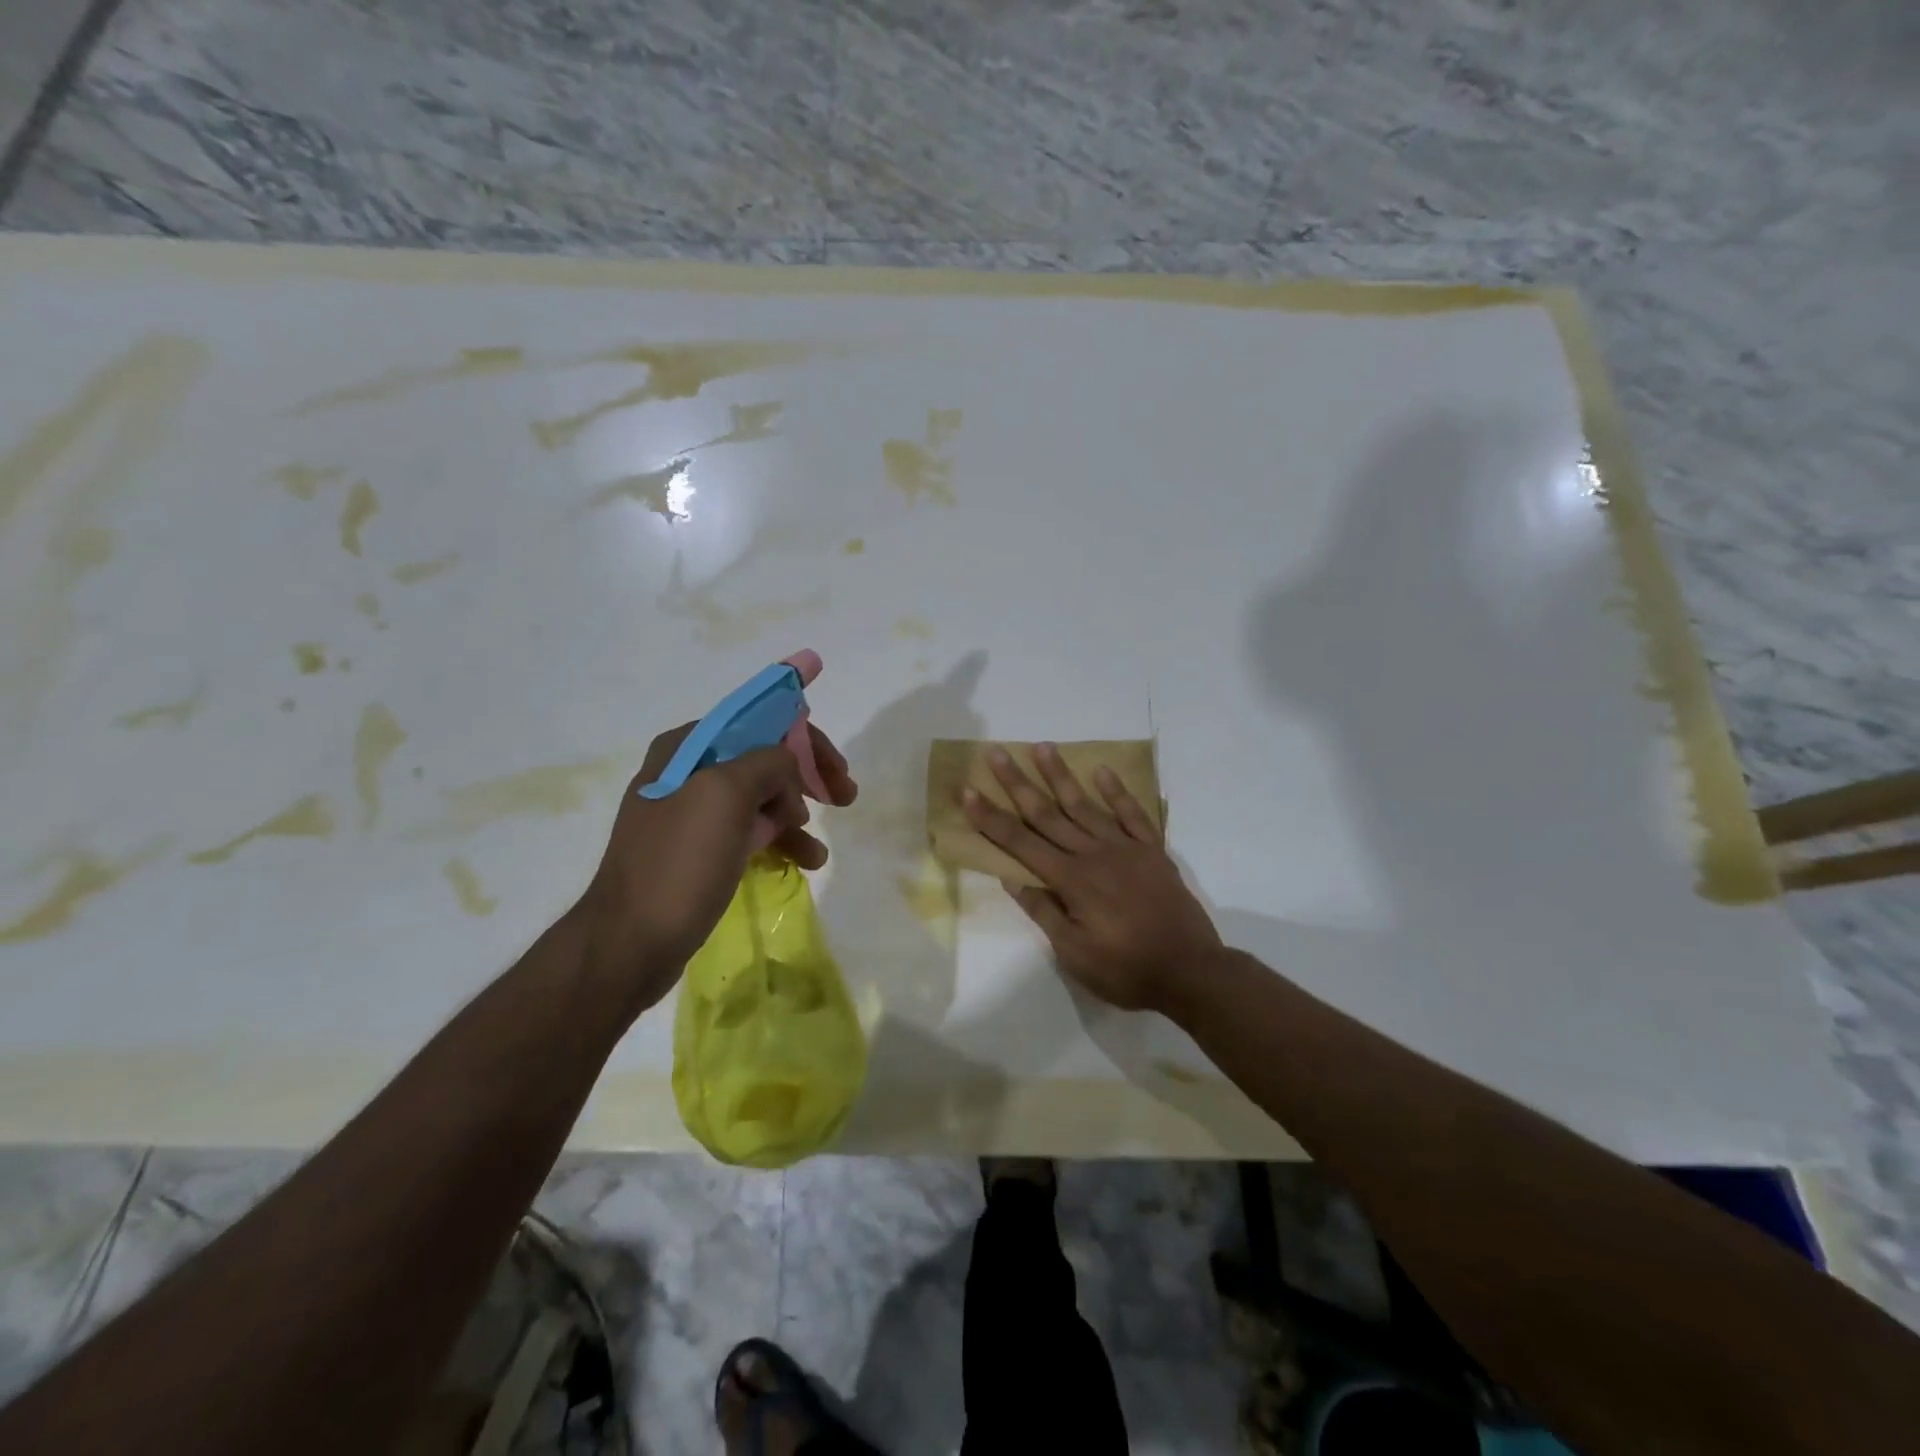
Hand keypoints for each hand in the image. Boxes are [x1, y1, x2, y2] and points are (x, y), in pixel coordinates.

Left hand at [571, 722, 857, 1008]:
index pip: (759, 724)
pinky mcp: (697, 852)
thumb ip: (768, 762)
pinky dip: (778, 842)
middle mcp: (687, 772)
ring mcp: (691, 814)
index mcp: (687, 748)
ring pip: (760, 800)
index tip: (837, 770)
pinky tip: (803, 862)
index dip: (805, 742)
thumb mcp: (726, 794)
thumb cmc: (680, 862)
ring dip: (796, 817)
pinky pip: (748, 833)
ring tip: (818, 852)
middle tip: (844, 798)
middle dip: (806, 778)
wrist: (629, 943)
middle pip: (763, 760)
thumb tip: (788, 769)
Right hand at [961, 744, 1220, 1012]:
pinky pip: (1132, 814)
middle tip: (997, 752)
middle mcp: (1093, 854)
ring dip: (1060, 775)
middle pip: (1047, 813)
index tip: (968, 792)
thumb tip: (1012, 878)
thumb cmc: (1126, 969)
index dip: (991, 818)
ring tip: (1042, 747)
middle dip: (1017, 783)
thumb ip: (1044, 912)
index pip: (1020, 843)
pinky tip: (1102, 771)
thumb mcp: (1075, 953)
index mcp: (1070, 880)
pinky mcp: (1152, 851)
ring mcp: (1125, 848)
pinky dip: (1117, 792)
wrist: (1191, 971)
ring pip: (1085, 805)